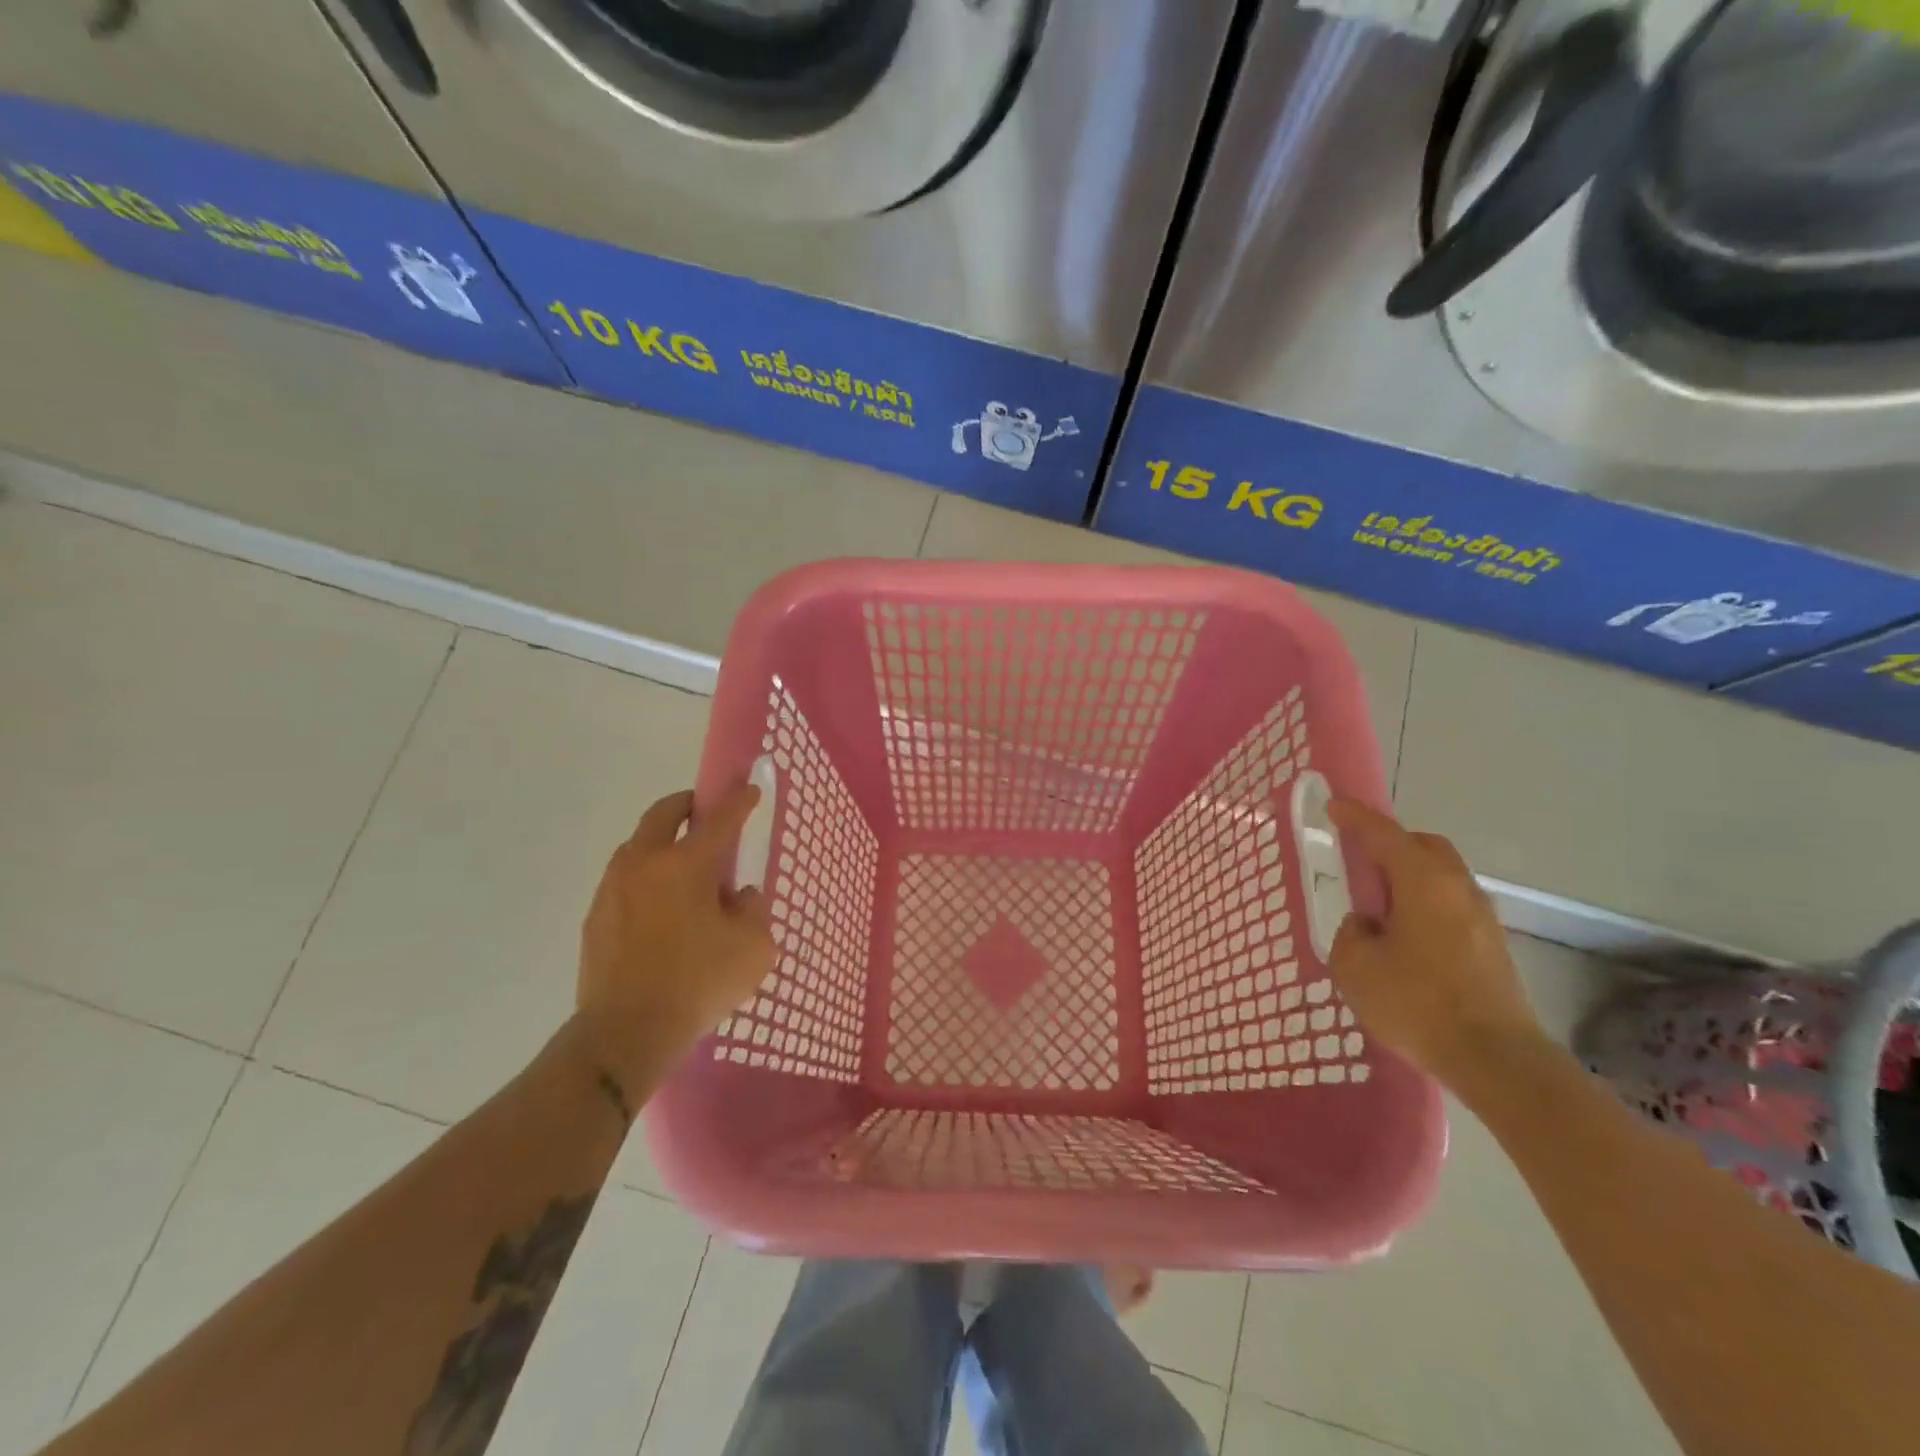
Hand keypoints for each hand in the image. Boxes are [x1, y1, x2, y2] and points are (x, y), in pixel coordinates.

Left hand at [575, 785, 774, 1089]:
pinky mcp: (595, 919)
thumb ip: (754, 912)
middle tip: (705, 812)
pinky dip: (646, 879)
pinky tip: (662, 908)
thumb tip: (739, 898)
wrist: (624, 1033)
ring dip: (662, 842)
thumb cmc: (697, 982)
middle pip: (663, 814)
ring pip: (638, 846)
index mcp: (684, 864)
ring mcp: (612, 890)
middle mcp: (643, 864)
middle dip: (688, 805)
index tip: (750, 789)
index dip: (739, 801)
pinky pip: (625, 882)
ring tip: (685, 867)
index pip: (719, 819)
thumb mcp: (754, 948)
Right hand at [1325, 798, 1540, 1084]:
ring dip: (1410, 878)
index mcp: (1422, 881)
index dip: (1356, 817)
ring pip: (1442, 877)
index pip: (1384, 834)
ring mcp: (1482, 917)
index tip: (1335, 806)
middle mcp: (1457, 888)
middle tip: (1361, 862)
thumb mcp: (1355, 966)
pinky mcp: (1493, 946)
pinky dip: (1425, 905)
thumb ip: (1352, 933)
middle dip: (1392, 844)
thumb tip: (1368, 925)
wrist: (1495, 1059)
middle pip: (1424, 847)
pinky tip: (1406, 938)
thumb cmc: (1417, 1002)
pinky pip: (1451, 906)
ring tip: (1380, 908)